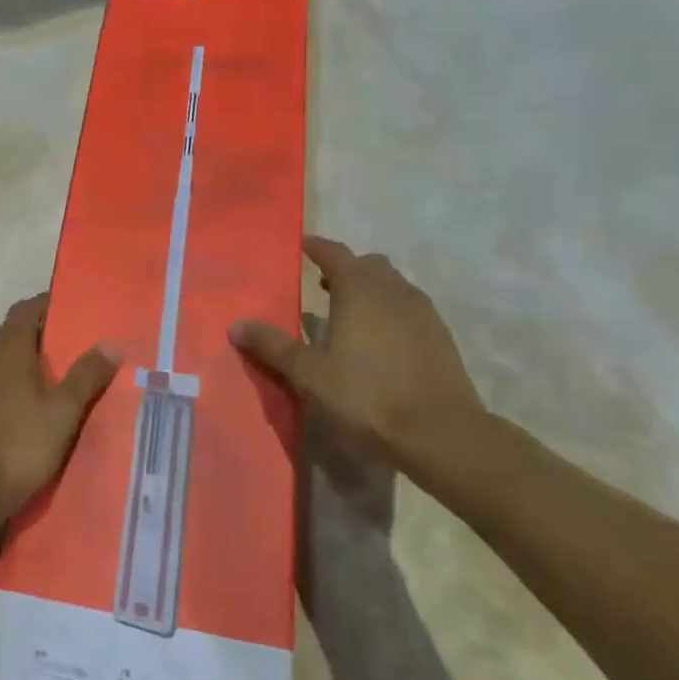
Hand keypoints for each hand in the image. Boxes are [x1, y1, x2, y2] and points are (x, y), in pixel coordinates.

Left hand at [0, 295, 121, 534]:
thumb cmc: (16, 446)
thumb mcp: (62, 413)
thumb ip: (86, 376)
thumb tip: (111, 343)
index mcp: (7, 347)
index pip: (29, 308)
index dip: (52, 305)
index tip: (78, 312)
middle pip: (15, 332)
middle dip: (44, 336)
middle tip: (77, 349)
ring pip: (1, 360)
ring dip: (26, 363)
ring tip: (58, 380)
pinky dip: (11, 385)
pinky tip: (28, 409)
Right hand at [231, 237, 488, 481]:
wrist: (441, 434)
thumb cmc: (367, 396)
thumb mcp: (309, 374)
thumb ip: (273, 346)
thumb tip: (236, 325)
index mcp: (359, 289)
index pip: (334, 253)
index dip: (316, 247)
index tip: (302, 246)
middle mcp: (393, 290)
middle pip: (368, 265)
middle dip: (346, 269)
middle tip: (323, 286)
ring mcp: (423, 313)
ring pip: (393, 286)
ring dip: (371, 291)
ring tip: (350, 315)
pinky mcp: (442, 338)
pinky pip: (410, 310)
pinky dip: (391, 313)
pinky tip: (381, 343)